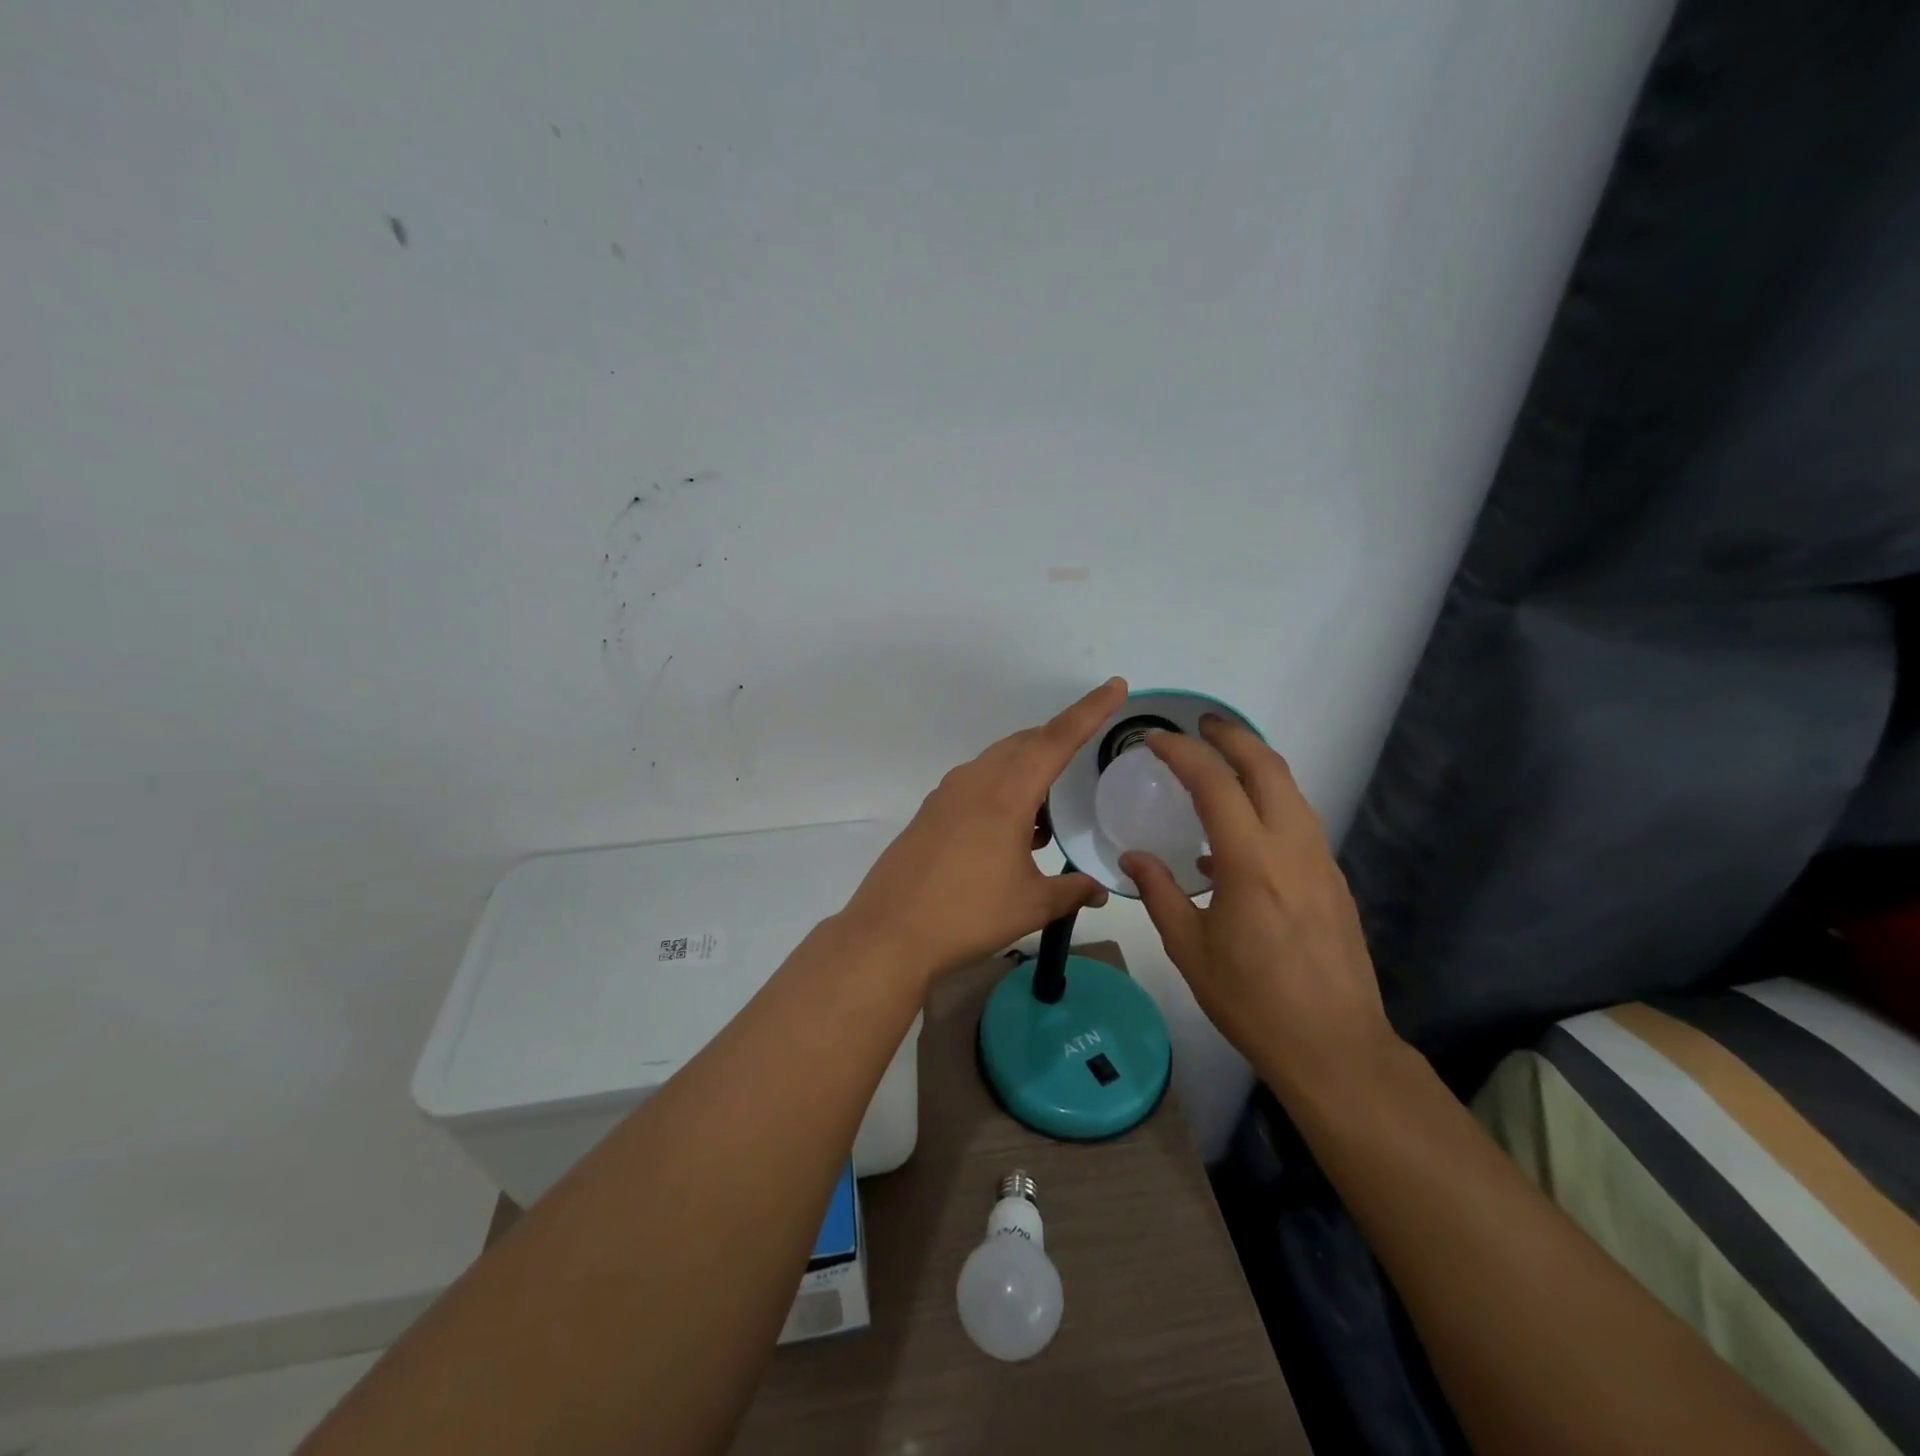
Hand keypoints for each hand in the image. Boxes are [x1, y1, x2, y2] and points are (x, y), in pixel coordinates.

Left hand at [841, 678, 1127, 981]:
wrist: (890, 933)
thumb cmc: (968, 914)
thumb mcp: (1031, 904)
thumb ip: (1072, 890)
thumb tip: (1098, 889)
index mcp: (1006, 793)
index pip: (1055, 739)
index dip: (1088, 711)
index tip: (1114, 687)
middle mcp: (975, 781)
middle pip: (1024, 744)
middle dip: (1057, 742)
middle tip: (1084, 757)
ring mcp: (947, 795)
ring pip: (997, 763)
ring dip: (1027, 773)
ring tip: (1048, 814)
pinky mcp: (930, 812)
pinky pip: (976, 785)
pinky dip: (1002, 792)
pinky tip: (1012, 833)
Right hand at [1119, 716, 1399, 1106]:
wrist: (1335, 1047)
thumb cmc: (1252, 1001)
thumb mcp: (1189, 949)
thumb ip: (1158, 892)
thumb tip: (1132, 857)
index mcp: (1251, 863)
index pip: (1215, 784)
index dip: (1182, 753)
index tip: (1154, 740)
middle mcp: (1293, 848)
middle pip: (1267, 767)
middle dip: (1232, 736)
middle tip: (1200, 726)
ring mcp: (1321, 862)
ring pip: (1291, 790)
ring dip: (1255, 764)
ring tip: (1220, 762)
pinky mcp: (1333, 880)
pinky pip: (1299, 821)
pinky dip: (1268, 803)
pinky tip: (1238, 834)